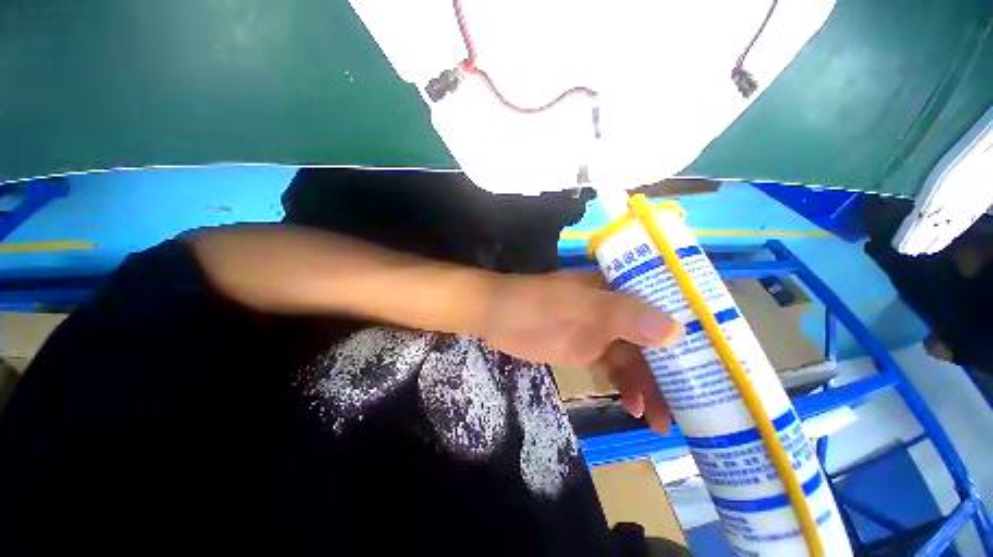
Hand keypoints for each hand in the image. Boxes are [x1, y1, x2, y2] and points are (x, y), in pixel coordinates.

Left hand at [478, 271, 681, 433]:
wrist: (494, 316)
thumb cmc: (531, 303)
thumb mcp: (573, 305)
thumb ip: (618, 314)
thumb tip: (675, 331)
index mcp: (615, 290)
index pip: (662, 306)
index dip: (690, 330)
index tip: (717, 361)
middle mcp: (613, 310)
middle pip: (652, 340)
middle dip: (671, 371)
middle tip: (694, 407)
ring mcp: (599, 332)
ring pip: (634, 360)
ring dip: (650, 387)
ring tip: (662, 421)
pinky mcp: (585, 350)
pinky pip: (614, 371)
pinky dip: (625, 388)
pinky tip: (632, 407)